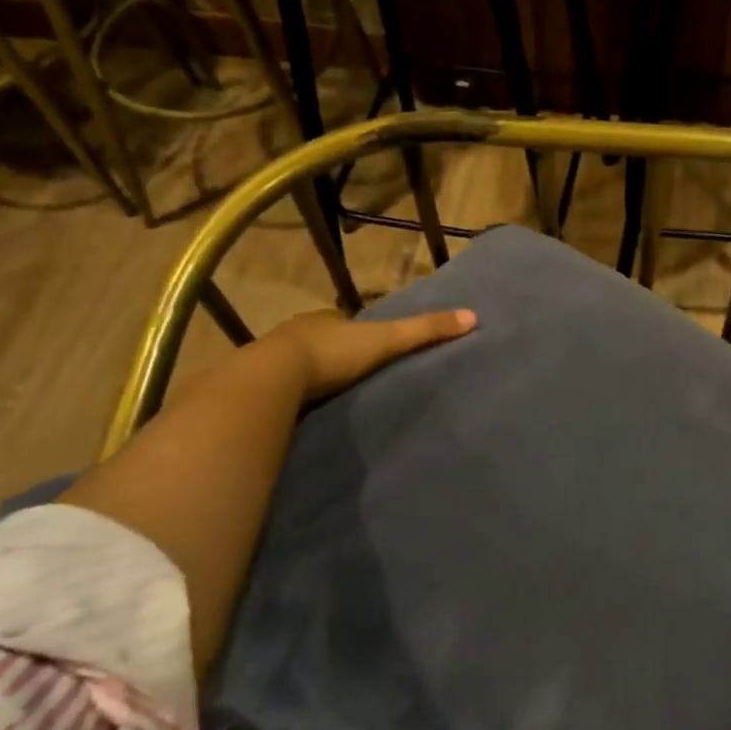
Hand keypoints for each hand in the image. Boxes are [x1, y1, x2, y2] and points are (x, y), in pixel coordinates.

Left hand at [270, 307, 477, 405]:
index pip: (346, 322)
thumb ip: (425, 331)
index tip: (375, 348)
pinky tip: (306, 412)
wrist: (272, 380)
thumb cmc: (332, 354)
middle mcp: (297, 333)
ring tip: (335, 397)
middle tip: (357, 375)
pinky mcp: (258, 386)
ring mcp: (272, 359)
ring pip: (299, 364)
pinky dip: (294, 396)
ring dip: (314, 376)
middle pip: (322, 341)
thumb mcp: (386, 341)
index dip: (360, 332)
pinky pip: (281, 388)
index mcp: (324, 319)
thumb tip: (472, 317)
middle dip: (336, 354)